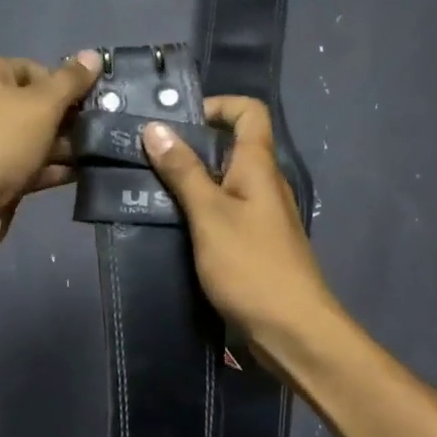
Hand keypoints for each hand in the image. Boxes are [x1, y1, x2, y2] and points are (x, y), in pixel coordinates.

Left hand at [0, 51, 101, 269]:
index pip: (39, 70)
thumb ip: (71, 81)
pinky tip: (89, 174)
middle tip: (107, 130)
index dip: (67, 85)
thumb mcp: (42, 104)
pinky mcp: (1, 175)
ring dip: (69, 146)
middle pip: (41, 105)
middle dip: (72, 118)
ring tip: (107, 153)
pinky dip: (58, 168)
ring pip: (41, 138)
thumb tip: (94, 55)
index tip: (93, 103)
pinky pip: (36, 165)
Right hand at [141, 97, 335, 358]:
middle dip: (190, 145)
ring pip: (222, 183)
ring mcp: (260, 216)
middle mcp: (264, 184)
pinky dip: (197, 211)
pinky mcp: (252, 245)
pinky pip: (222, 213)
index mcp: (259, 166)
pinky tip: (168, 225)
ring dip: (189, 181)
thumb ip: (183, 171)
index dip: (217, 105)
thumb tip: (155, 127)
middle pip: (231, 146)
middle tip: (145, 155)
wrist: (291, 331)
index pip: (249, 112)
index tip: (177, 121)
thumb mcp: (209, 214)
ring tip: (146, 188)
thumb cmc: (251, 266)